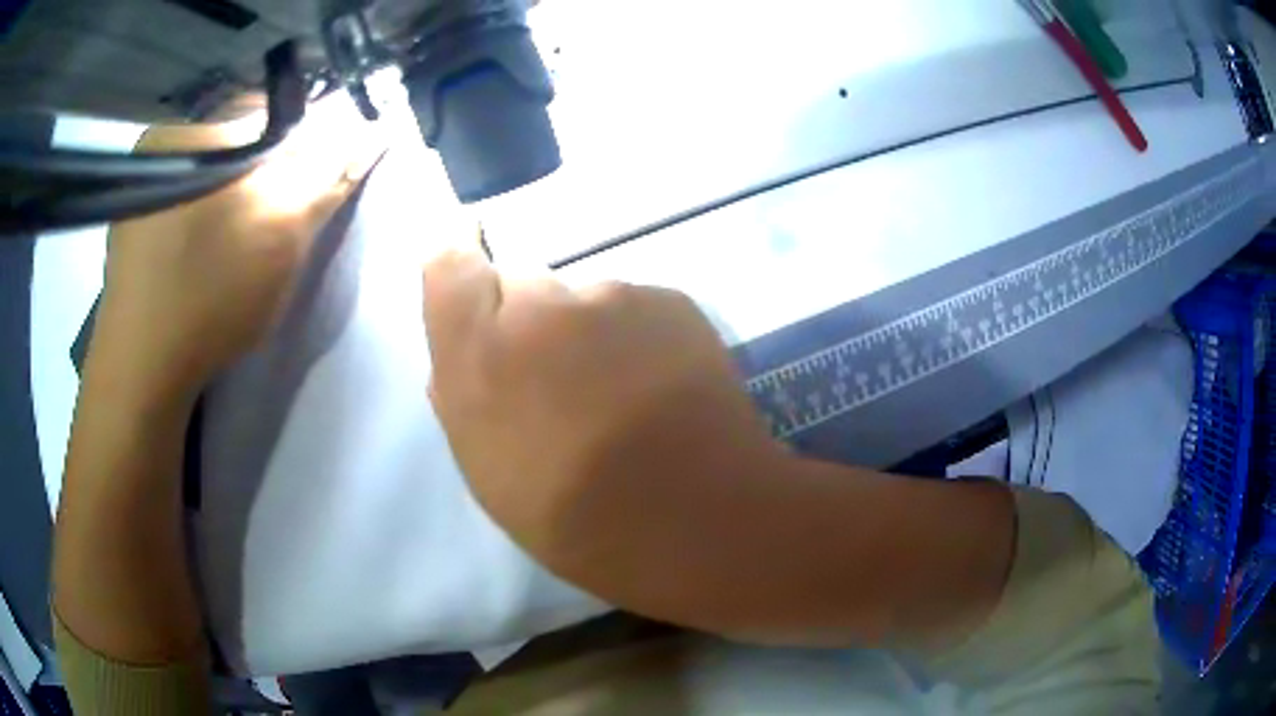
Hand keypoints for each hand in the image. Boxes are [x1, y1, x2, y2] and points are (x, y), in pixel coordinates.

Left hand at [92, 99, 384, 394]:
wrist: (142, 375)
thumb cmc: (208, 297)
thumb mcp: (279, 235)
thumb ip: (328, 177)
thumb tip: (374, 131)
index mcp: (189, 133)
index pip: (269, 115)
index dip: (302, 146)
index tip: (309, 188)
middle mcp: (160, 147)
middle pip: (238, 141)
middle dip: (267, 174)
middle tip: (274, 224)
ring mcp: (140, 187)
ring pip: (212, 171)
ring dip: (238, 197)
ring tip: (242, 245)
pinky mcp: (133, 224)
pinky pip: (185, 199)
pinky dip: (208, 216)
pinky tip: (210, 253)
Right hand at [424, 243, 786, 591]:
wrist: (700, 522)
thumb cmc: (579, 521)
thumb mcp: (491, 476)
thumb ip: (464, 399)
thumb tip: (464, 354)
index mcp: (482, 356)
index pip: (449, 266)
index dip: (460, 273)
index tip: (475, 297)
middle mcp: (540, 307)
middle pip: (520, 281)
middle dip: (527, 319)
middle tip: (559, 378)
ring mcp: (612, 296)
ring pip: (582, 298)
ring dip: (588, 332)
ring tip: (621, 394)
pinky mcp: (670, 300)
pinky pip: (635, 307)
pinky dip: (639, 336)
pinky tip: (662, 387)